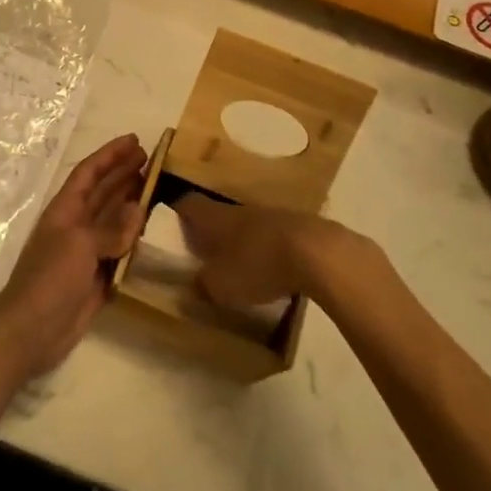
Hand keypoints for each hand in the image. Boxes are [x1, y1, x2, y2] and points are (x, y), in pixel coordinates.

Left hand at [0, 134, 146, 379]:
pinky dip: (133, 240)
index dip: (110, 155)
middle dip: (124, 174)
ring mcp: (85, 253)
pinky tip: (149, 232)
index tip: (135, 140)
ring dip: (131, 203)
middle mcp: (75, 226)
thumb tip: (137, 209)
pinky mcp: (96, 278)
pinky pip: (119, 251)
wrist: (31, 331)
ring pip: (113, 220)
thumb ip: (111, 228)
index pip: (89, 173)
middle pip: (102, 192)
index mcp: (65, 210)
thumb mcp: (79, 245)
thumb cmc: (50, 279)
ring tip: (155, 187)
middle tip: (152, 159)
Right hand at [173, 196, 349, 307]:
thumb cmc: (258, 264)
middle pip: (220, 214)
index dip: (178, 214)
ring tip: (241, 266)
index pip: (189, 204)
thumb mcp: (221, 285)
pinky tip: (275, 271)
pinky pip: (276, 236)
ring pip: (249, 225)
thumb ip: (204, 284)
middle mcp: (241, 209)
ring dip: (243, 242)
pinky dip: (270, 250)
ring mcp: (273, 215)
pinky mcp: (300, 227)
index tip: (171, 229)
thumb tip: (196, 282)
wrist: (318, 253)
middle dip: (212, 232)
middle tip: (206, 254)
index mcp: (216, 217)